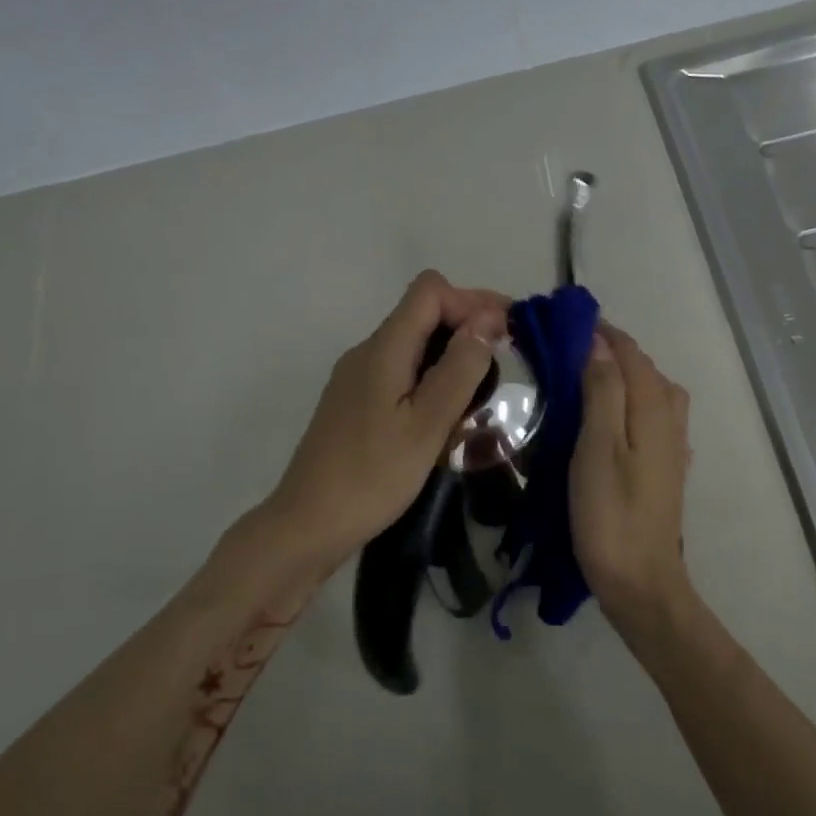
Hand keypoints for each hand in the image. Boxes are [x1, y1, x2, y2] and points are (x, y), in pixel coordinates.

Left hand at [265, 271, 507, 578]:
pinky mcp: (355, 403)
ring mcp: (356, 378)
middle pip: (421, 312)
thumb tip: (486, 320)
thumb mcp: (427, 425)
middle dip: (468, 323)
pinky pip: (401, 370)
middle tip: (507, 359)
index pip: (429, 291)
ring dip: (452, 352)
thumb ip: (459, 369)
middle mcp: (366, 352)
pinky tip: (447, 411)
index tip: (507, 333)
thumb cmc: (372, 476)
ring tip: (485, 387)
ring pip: (412, 343)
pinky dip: (431, 376)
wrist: (308, 524)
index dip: (472, 301)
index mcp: (383, 349)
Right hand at [571, 323, 693, 623]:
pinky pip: (653, 418)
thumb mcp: (598, 448)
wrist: (640, 581)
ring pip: (654, 394)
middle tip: (570, 348)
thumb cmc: (610, 514)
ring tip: (588, 378)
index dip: (604, 334)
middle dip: (614, 351)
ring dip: (626, 376)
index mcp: (654, 411)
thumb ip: (603, 393)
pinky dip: (632, 403)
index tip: (568, 321)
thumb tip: (600, 345)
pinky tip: (612, 419)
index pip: (632, 355)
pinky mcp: (666, 470)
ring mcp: (672, 448)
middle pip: (647, 371)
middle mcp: (670, 422)